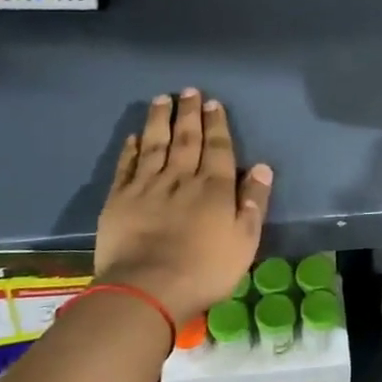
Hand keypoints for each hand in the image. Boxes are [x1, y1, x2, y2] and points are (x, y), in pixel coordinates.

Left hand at [92, 90, 272, 324]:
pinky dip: (131, 149)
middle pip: (187, 139)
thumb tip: (261, 167)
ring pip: (155, 144)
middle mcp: (181, 178)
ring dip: (159, 120)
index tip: (212, 103)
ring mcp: (147, 186)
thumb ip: (254, 203)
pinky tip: (134, 137)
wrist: (147, 289)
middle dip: (189, 114)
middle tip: (189, 91)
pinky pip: (127, 166)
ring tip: (161, 99)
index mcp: (215, 188)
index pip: (218, 148)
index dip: (216, 124)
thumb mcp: (245, 241)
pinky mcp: (119, 200)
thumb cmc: (205, 269)